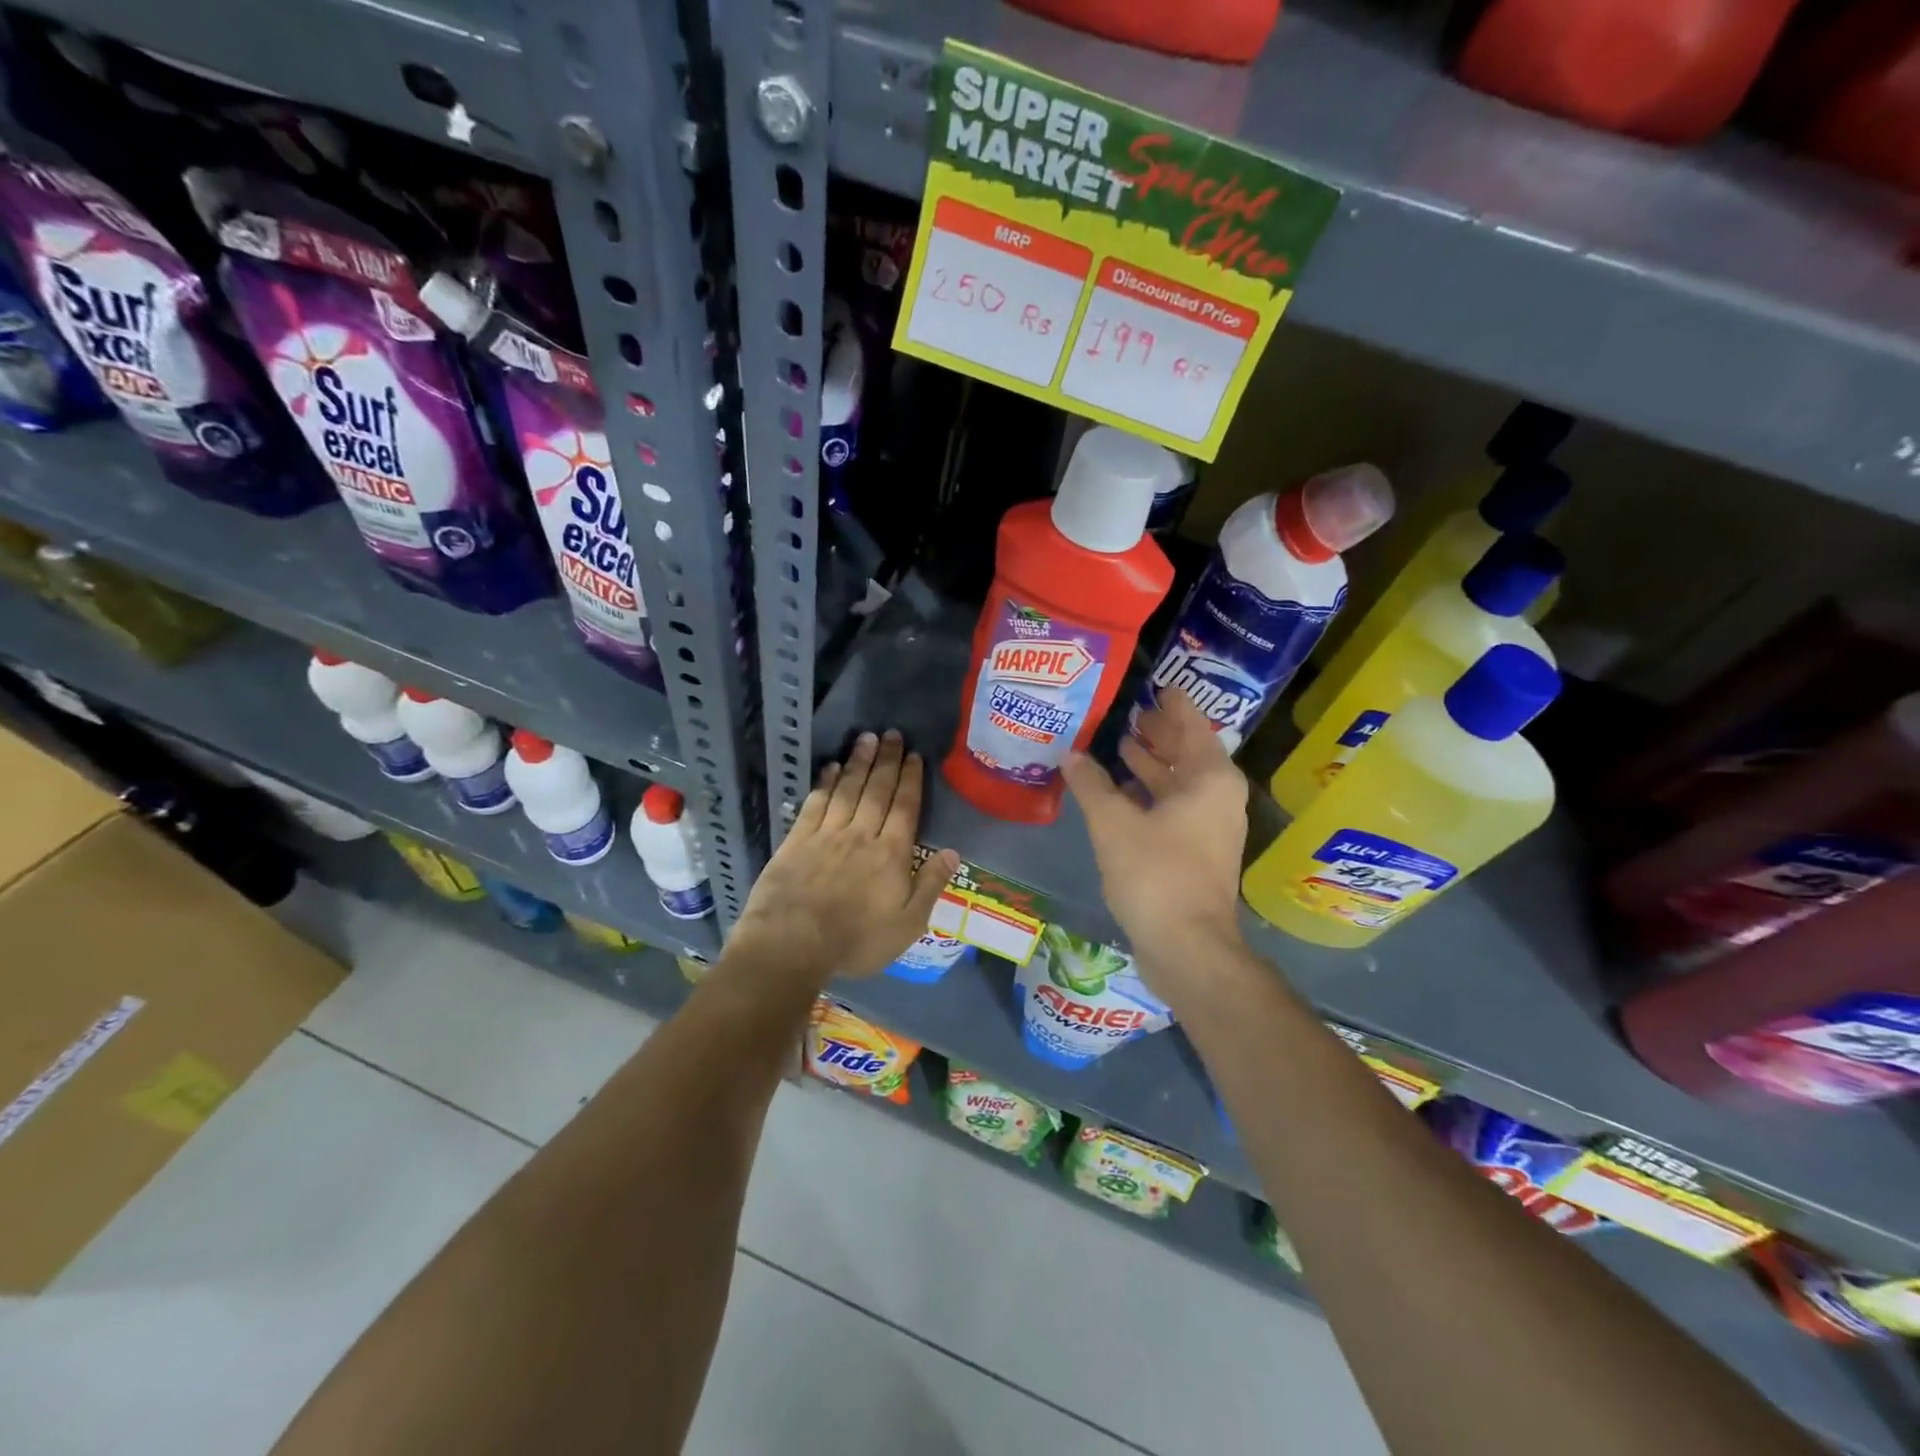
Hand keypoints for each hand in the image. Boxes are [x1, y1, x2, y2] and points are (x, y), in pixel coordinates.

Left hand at [729, 730, 960, 985]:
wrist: (792, 944)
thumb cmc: (855, 940)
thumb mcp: (907, 924)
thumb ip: (930, 885)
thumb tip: (953, 852)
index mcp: (891, 854)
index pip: (905, 807)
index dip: (910, 780)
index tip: (914, 756)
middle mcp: (861, 834)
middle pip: (877, 790)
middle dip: (887, 760)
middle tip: (892, 734)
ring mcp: (827, 834)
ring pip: (847, 789)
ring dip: (859, 762)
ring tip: (867, 738)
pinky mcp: (797, 840)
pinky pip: (816, 803)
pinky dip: (826, 782)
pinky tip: (832, 767)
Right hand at [1060, 688, 1247, 989]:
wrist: (1187, 946)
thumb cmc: (1155, 874)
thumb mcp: (1114, 823)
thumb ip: (1091, 784)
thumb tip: (1070, 754)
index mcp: (1210, 778)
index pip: (1193, 724)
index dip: (1173, 704)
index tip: (1154, 685)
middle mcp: (1218, 797)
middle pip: (1189, 752)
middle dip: (1159, 733)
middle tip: (1128, 712)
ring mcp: (1210, 826)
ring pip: (1181, 782)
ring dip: (1153, 764)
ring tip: (1120, 744)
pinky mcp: (1197, 851)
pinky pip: (1175, 807)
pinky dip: (1151, 794)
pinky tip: (1121, 791)